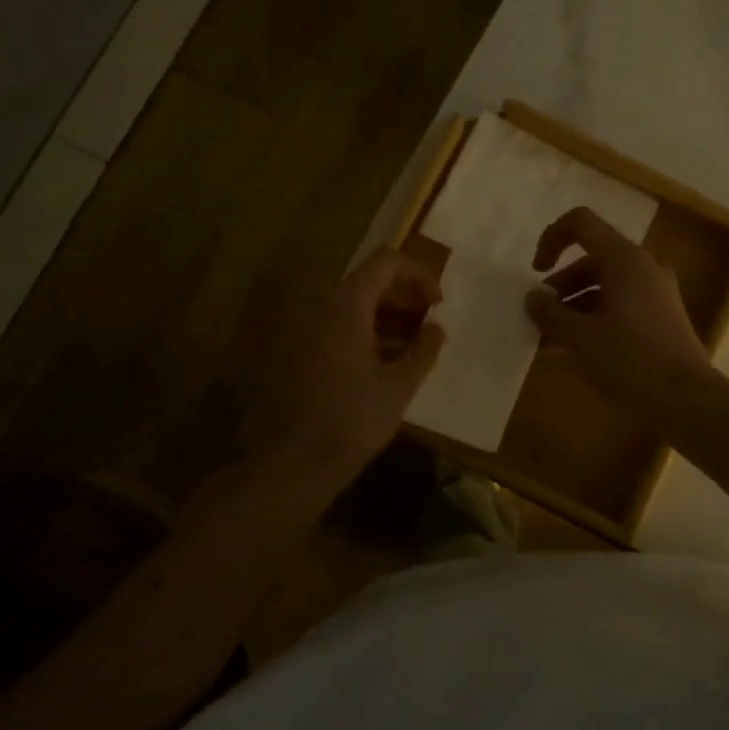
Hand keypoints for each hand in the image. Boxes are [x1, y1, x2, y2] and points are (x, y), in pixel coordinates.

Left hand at [243, 249, 445, 495]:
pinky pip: (334, 329)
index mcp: (345, 306)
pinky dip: (362, 336)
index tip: (438, 306)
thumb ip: (423, 350)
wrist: (290, 466)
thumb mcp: (399, 386)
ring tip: (412, 350)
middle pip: (367, 283)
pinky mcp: (294, 355)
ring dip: (385, 320)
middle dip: (404, 299)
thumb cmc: (351, 421)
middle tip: (429, 327)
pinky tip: (382, 367)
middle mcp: (319, 308)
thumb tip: (436, 329)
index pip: (386, 263)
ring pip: (350, 308)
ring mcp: (301, 331)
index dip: (418, 276)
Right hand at [524, 207, 713, 415]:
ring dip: (575, 306)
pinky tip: (576, 351)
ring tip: (550, 340)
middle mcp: (643, 267)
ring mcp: (657, 293)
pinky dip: (596, 318)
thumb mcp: (580, 338)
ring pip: (606, 286)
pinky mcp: (663, 318)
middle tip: (539, 317)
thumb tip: (532, 298)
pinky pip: (621, 306)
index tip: (535, 273)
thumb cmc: (629, 361)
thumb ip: (550, 314)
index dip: (551, 239)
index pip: (581, 224)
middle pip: (592, 259)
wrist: (687, 401)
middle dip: (560, 285)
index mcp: (624, 259)